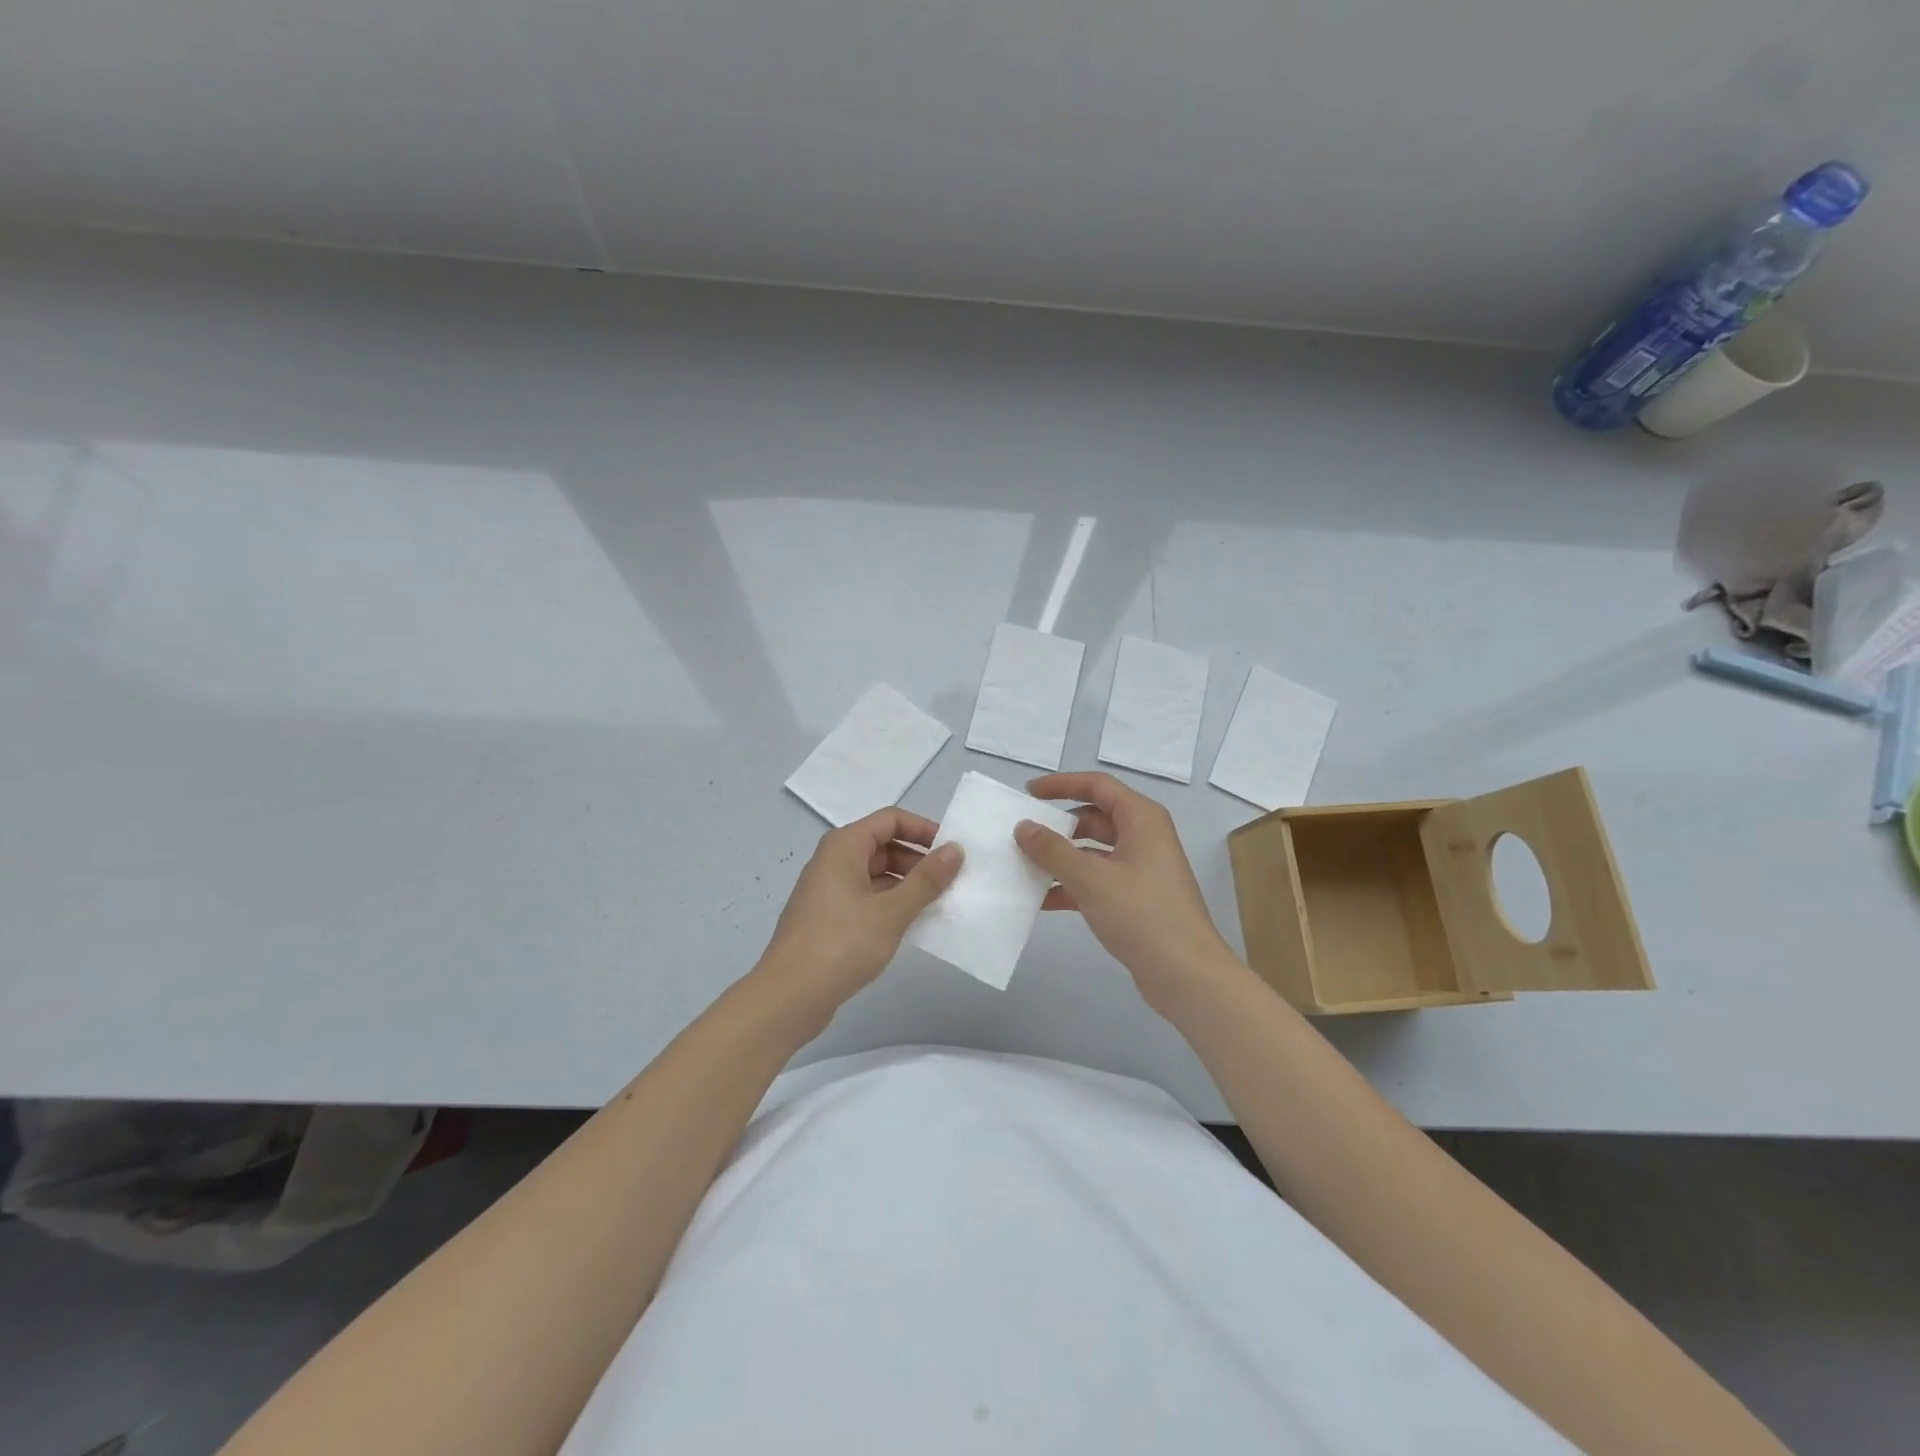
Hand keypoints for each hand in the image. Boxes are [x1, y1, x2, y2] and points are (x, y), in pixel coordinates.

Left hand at [758, 807, 962, 1011]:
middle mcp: (832, 860)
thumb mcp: (892, 911)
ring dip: (905, 884)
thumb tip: (955, 849)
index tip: (951, 852)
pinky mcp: (826, 917)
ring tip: (935, 905)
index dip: (923, 830)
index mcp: (844, 846)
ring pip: (874, 874)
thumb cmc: (842, 944)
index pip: (891, 819)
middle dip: (917, 860)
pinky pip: (864, 897)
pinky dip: (888, 903)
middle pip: (883, 845)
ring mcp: (827, 890)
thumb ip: (927, 879)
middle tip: (949, 883)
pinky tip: (908, 925)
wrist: (789, 997)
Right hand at [1015, 772, 1234, 1016]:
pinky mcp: (1135, 899)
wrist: (1186, 974)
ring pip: (1093, 852)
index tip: (1029, 793)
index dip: (1062, 784)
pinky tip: (1041, 900)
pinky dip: (1072, 885)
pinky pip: (1097, 880)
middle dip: (1058, 825)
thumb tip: (1023, 826)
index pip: (1098, 786)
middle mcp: (1144, 837)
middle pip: (1094, 818)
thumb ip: (1053, 850)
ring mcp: (1141, 869)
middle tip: (1023, 833)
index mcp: (1142, 819)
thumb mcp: (1091, 878)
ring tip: (1024, 866)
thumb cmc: (1142, 914)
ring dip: (1061, 858)